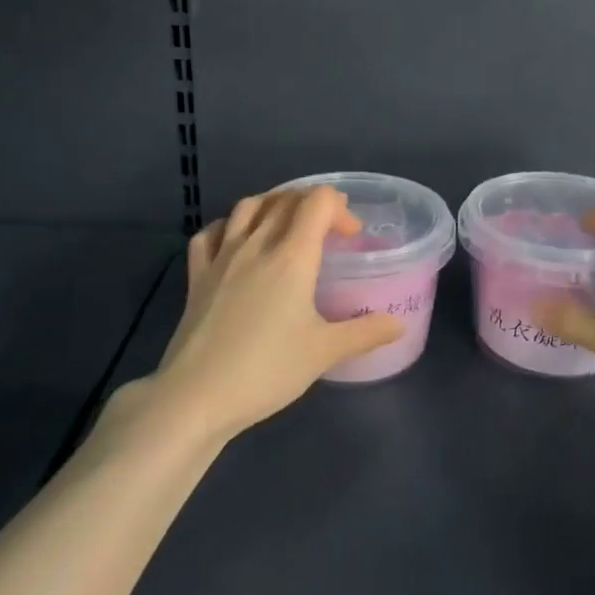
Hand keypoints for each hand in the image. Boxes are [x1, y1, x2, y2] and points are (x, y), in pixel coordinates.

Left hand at [141, 186, 404, 440]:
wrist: (197, 396)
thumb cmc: (267, 369)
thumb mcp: (324, 352)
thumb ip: (365, 332)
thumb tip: (398, 325)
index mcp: (292, 256)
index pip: (317, 201)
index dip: (340, 208)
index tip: (352, 236)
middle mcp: (256, 244)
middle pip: (285, 198)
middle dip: (312, 202)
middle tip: (329, 228)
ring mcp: (221, 257)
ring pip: (248, 206)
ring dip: (274, 204)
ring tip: (288, 224)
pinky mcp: (196, 275)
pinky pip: (212, 232)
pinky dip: (230, 225)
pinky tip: (238, 241)